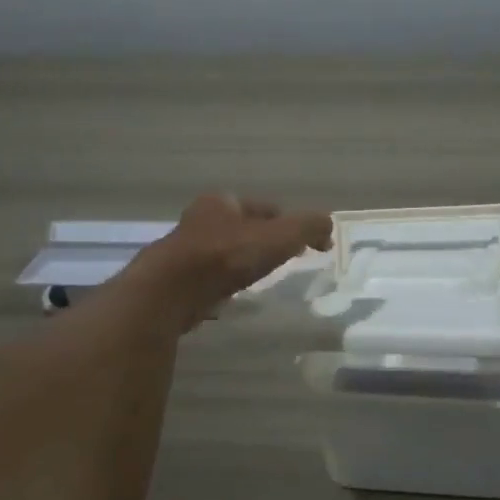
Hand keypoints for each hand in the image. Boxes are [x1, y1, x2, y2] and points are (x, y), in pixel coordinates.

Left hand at [127, 194, 333, 330]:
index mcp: (222, 201)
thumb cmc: (227, 256)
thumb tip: (328, 226)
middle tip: (283, 261)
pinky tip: (232, 298)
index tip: (302, 244)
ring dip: (240, 263)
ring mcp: (184, 250)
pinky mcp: (176, 280)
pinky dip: (222, 285)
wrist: (171, 292)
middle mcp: (199, 219)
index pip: (263, 208)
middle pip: (242, 229)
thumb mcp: (279, 237)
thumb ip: (308, 227)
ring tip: (259, 280)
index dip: (286, 223)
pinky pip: (209, 279)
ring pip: (223, 253)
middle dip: (262, 242)